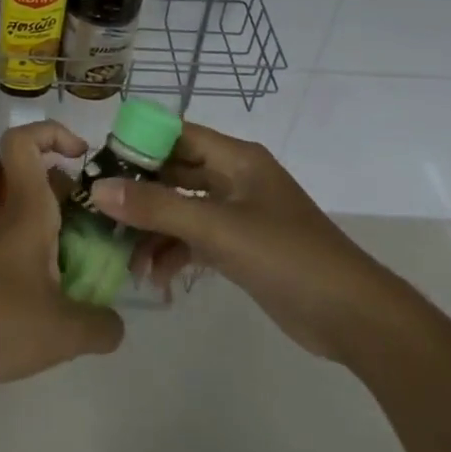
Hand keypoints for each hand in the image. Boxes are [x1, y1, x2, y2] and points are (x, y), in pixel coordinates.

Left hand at [0, 120, 124, 389]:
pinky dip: (44, 267)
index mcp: (26, 211)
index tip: (83, 154)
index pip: (24, 142)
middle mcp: (7, 218)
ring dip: (64, 238)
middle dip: (78, 199)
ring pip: (33, 222)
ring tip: (91, 278)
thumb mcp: (63, 333)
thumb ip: (101, 325)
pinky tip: (56, 307)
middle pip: (42, 185)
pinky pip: (20, 252)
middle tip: (107, 232)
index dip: (53, 132)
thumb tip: (115, 323)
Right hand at [91, 121, 396, 361]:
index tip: (99, 164)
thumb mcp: (216, 228)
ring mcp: (238, 214)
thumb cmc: (286, 256)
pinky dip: (173, 254)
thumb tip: (97, 189)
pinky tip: (155, 279)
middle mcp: (234, 178)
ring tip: (126, 261)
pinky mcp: (240, 248)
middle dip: (138, 193)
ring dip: (153, 231)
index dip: (138, 143)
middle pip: (174, 173)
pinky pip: (194, 239)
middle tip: (99, 213)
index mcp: (236, 158)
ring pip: (181, 210)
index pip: (176, 134)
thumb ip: (156, 208)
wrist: (353, 317)